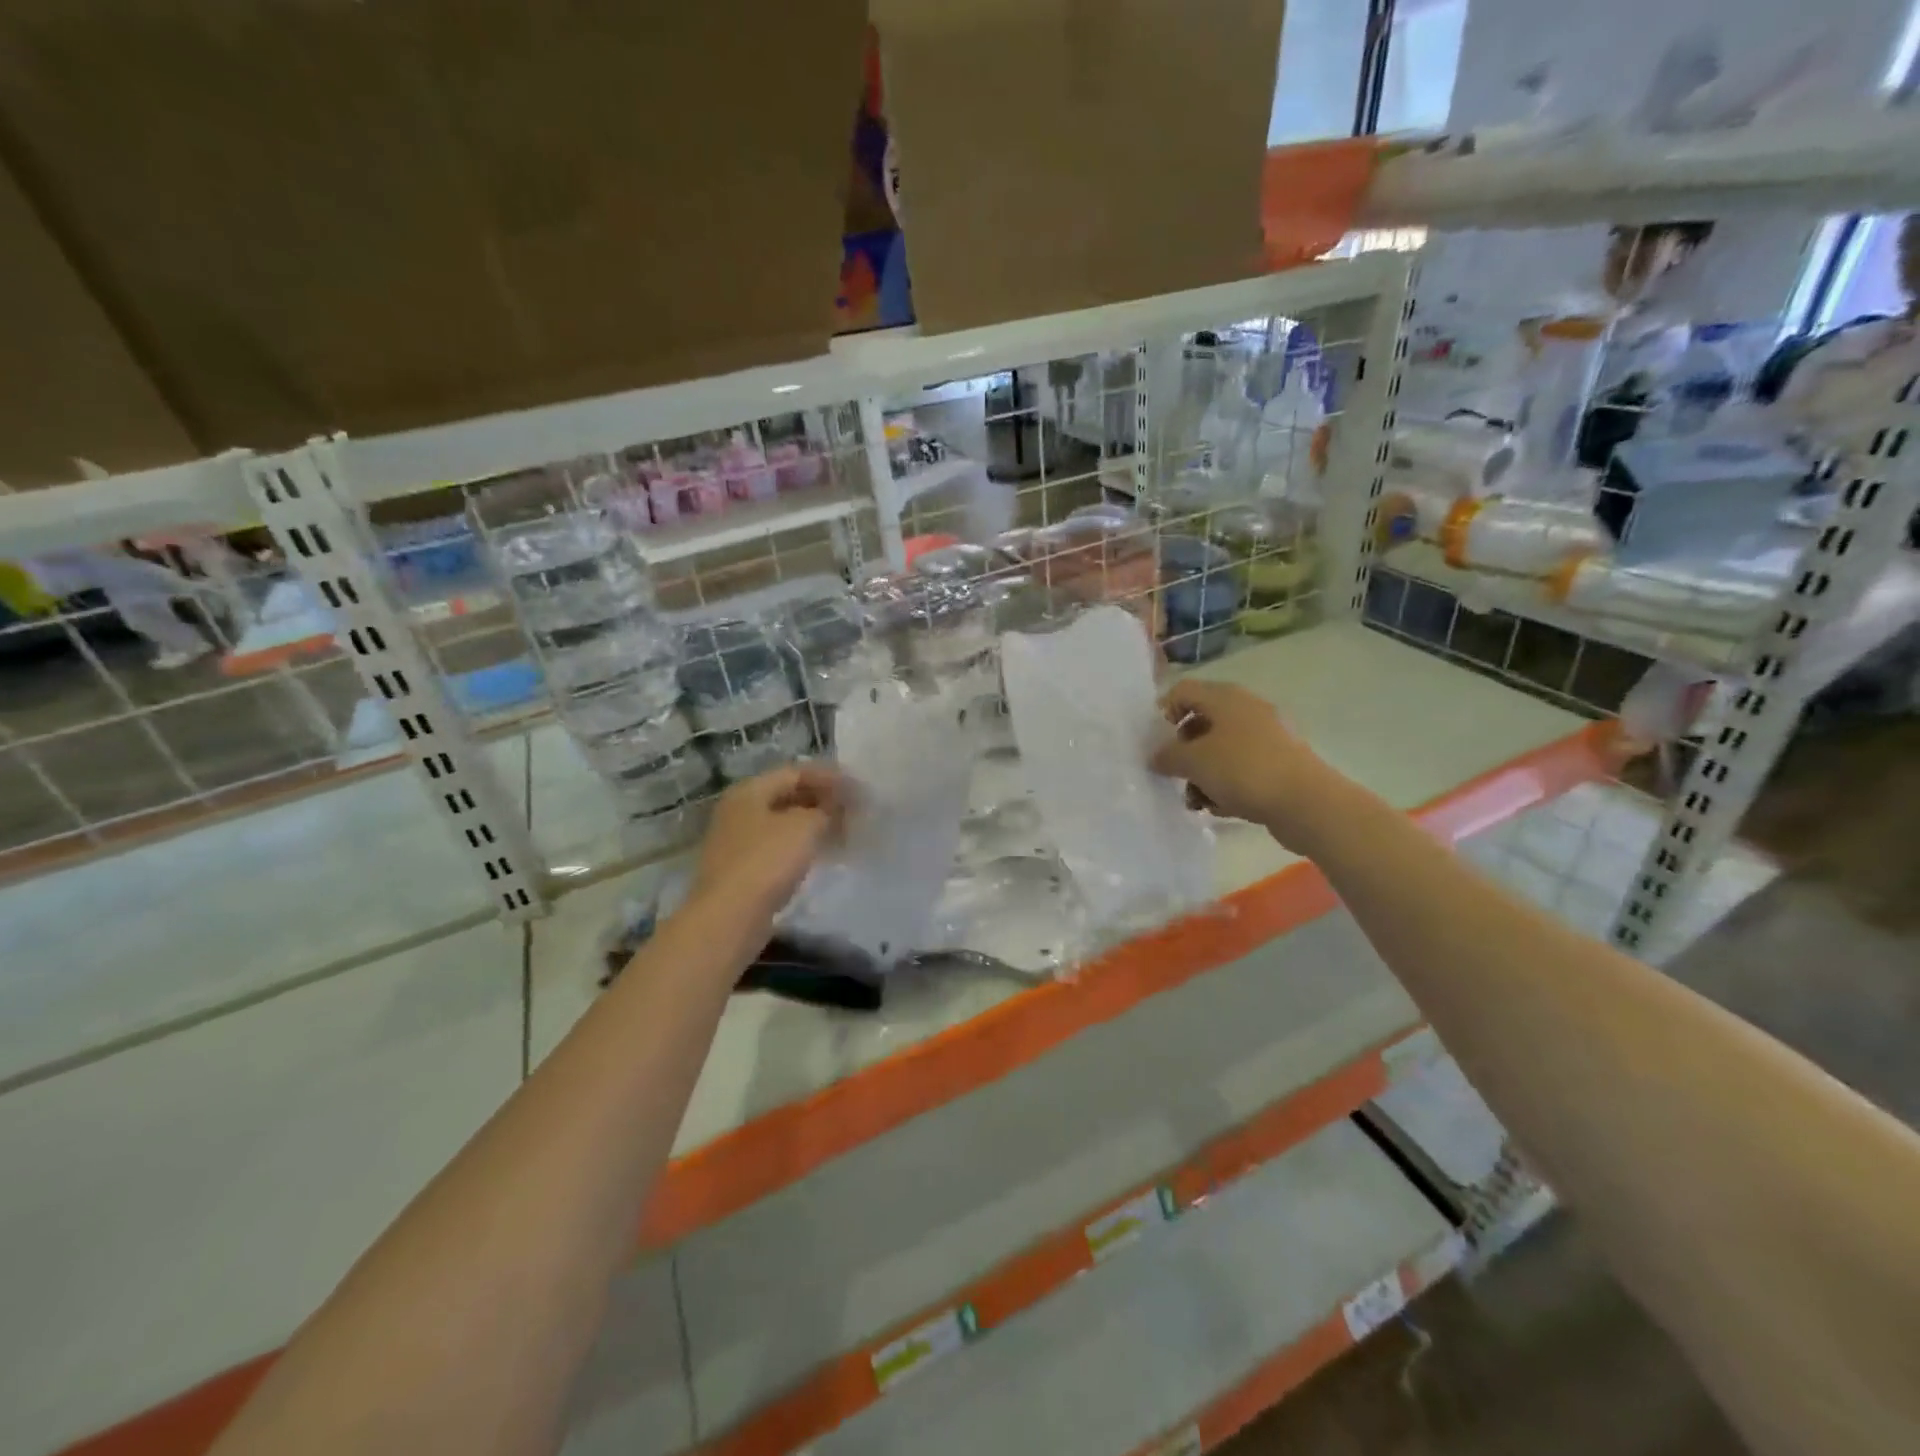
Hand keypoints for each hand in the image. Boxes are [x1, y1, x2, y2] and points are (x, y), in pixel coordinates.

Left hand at [688, 765, 848, 926]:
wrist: (730, 918)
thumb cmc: (767, 861)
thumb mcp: (805, 826)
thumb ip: (827, 808)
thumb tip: (838, 805)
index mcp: (749, 790)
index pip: (796, 772)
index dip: (830, 777)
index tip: (859, 788)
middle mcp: (739, 810)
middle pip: (789, 796)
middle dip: (824, 800)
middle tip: (855, 810)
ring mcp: (739, 841)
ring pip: (785, 823)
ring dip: (816, 824)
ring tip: (846, 831)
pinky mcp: (744, 869)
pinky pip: (780, 846)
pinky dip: (804, 845)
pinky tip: (825, 854)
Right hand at [1149, 681, 1339, 848]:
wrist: (1305, 802)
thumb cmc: (1243, 770)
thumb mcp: (1193, 762)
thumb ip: (1167, 756)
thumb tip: (1156, 756)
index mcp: (1226, 698)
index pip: (1184, 691)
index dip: (1164, 712)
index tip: (1156, 742)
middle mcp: (1247, 710)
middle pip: (1202, 722)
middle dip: (1184, 750)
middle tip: (1175, 773)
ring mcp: (1267, 736)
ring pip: (1221, 749)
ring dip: (1203, 773)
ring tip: (1196, 799)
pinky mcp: (1279, 763)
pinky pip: (1242, 768)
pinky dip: (1227, 784)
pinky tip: (1221, 806)